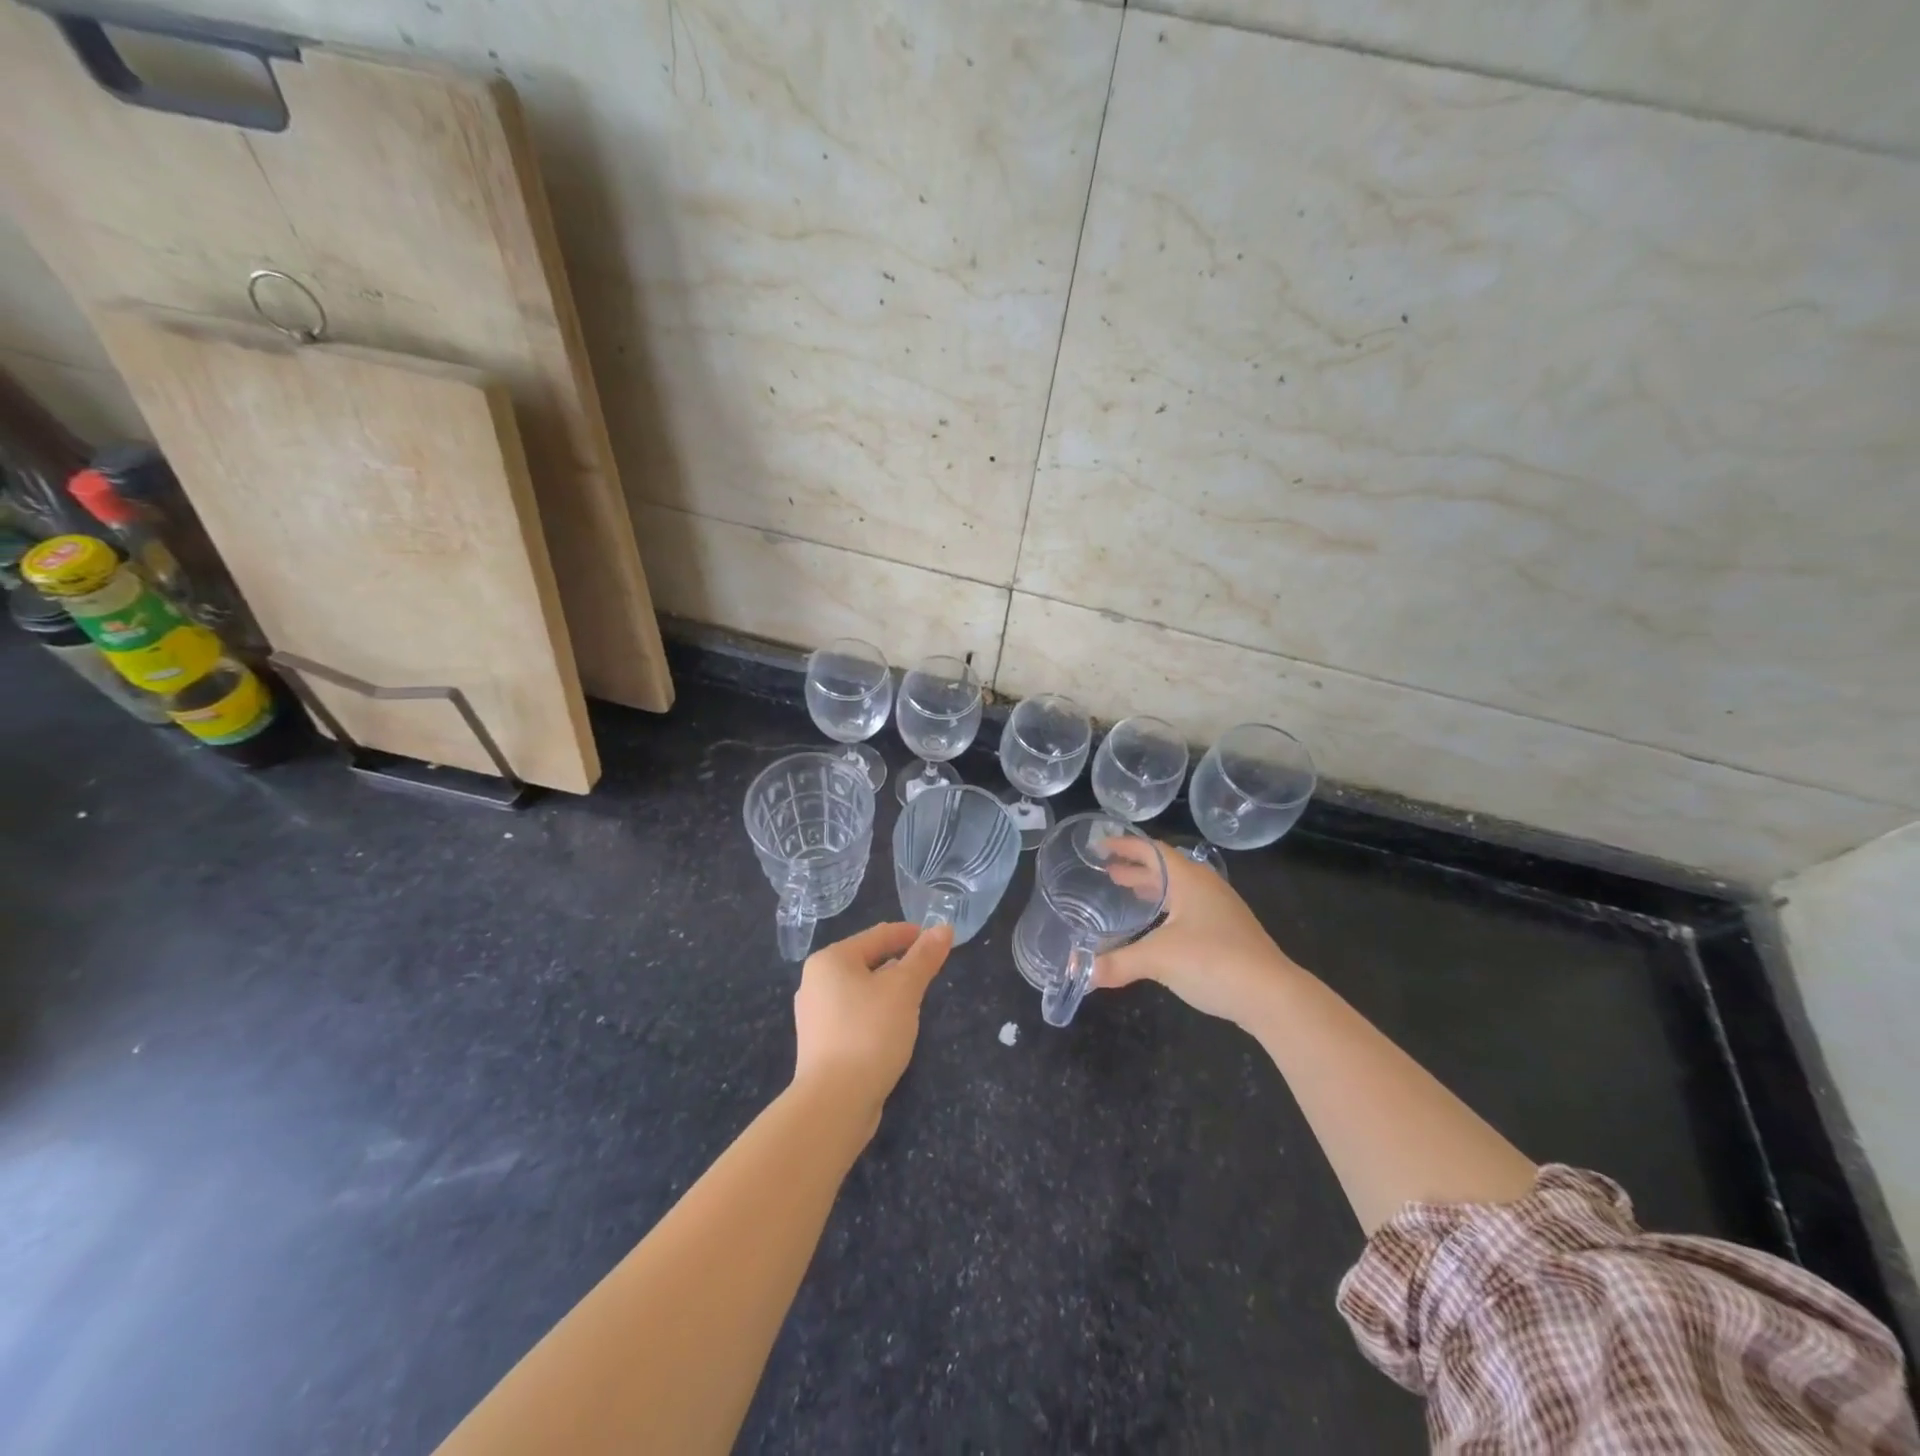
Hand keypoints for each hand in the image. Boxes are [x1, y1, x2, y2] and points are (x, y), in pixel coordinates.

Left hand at [792, 921, 952, 1121]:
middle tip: (929, 970)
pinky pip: (854, 1015)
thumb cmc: (870, 1033)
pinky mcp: (820, 1044)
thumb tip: (944, 927)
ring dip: (887, 990)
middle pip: (866, 961)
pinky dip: (875, 1014)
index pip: (878, 935)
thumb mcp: (904, 990)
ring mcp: (815, 1015)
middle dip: (899, 964)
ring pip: (860, 990)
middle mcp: (815, 982)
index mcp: (831, 960)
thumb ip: (924, 957)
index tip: (936, 939)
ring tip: (915, 999)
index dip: (910, 934)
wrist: (834, 1102)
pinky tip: (892, 1028)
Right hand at [1093, 839, 1297, 1026]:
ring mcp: (1221, 911)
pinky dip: (1166, 911)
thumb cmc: (1213, 960)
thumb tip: (1077, 972)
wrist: (1272, 996)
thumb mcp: (1158, 958)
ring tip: (1127, 895)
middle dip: (1135, 869)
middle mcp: (1206, 887)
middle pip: (1165, 868)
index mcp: (1189, 879)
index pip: (1151, 850)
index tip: (1100, 846)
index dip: (1124, 846)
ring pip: (1179, 890)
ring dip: (1152, 890)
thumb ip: (1115, 962)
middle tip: (1107, 873)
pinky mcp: (1228, 934)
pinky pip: (1189, 910)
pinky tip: (1156, 930)